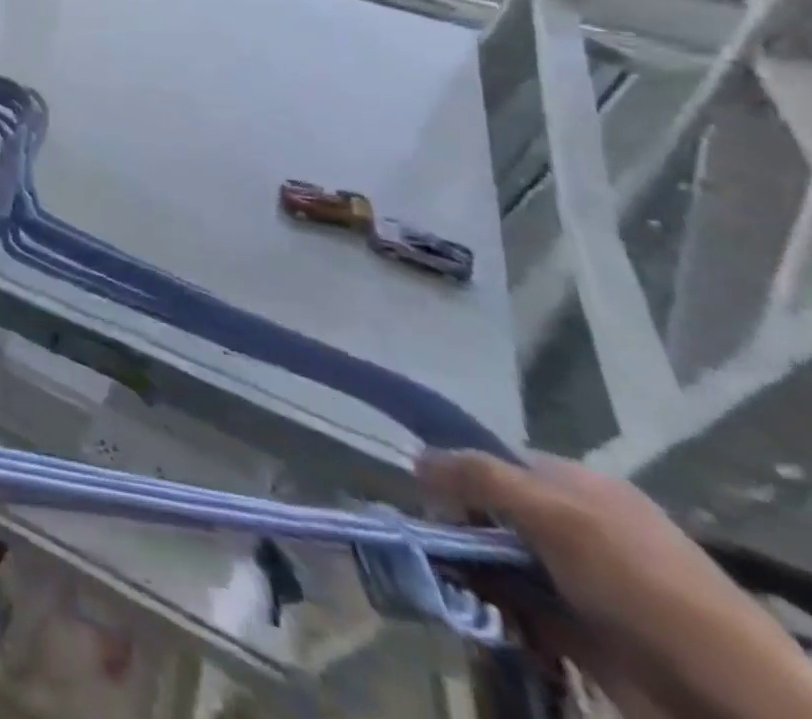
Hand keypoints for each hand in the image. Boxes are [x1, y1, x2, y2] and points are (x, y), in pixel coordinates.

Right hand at [420, 450, 811, 718]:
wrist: (737, 707)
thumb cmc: (644, 588)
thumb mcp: (556, 514)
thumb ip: (479, 476)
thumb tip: (414, 457)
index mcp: (578, 486)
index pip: (496, 461)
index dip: (457, 472)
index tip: (425, 496)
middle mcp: (576, 526)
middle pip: (492, 511)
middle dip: (457, 526)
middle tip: (430, 544)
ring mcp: (579, 582)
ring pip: (498, 561)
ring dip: (468, 570)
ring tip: (444, 582)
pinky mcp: (579, 632)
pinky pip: (516, 607)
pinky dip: (491, 608)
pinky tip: (473, 611)